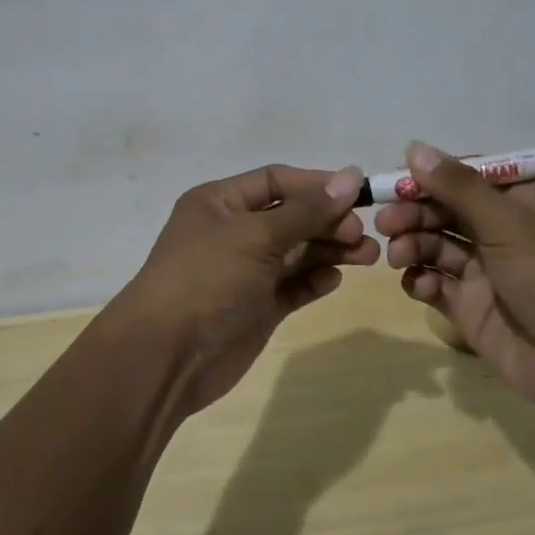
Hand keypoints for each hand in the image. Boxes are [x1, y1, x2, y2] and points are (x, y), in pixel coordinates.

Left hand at [113, 163, 378, 414]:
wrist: (166, 357)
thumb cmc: (207, 278)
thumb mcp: (256, 235)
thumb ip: (307, 210)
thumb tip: (352, 177)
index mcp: (221, 202)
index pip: (277, 180)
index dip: (318, 185)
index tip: (359, 195)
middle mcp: (233, 232)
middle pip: (291, 216)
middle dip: (328, 221)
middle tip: (363, 235)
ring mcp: (245, 272)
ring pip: (297, 252)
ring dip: (330, 250)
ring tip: (368, 256)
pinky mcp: (256, 307)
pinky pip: (293, 285)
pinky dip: (314, 280)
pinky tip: (335, 279)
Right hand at [376, 141, 534, 421]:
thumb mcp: (509, 222)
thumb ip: (458, 186)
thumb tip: (414, 148)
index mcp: (523, 201)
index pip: (468, 176)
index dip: (431, 176)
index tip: (397, 181)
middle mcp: (504, 231)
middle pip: (446, 210)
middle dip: (414, 213)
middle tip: (385, 223)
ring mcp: (487, 272)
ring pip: (436, 246)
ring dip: (413, 244)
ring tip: (397, 256)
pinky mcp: (473, 309)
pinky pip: (437, 285)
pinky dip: (421, 281)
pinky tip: (418, 285)